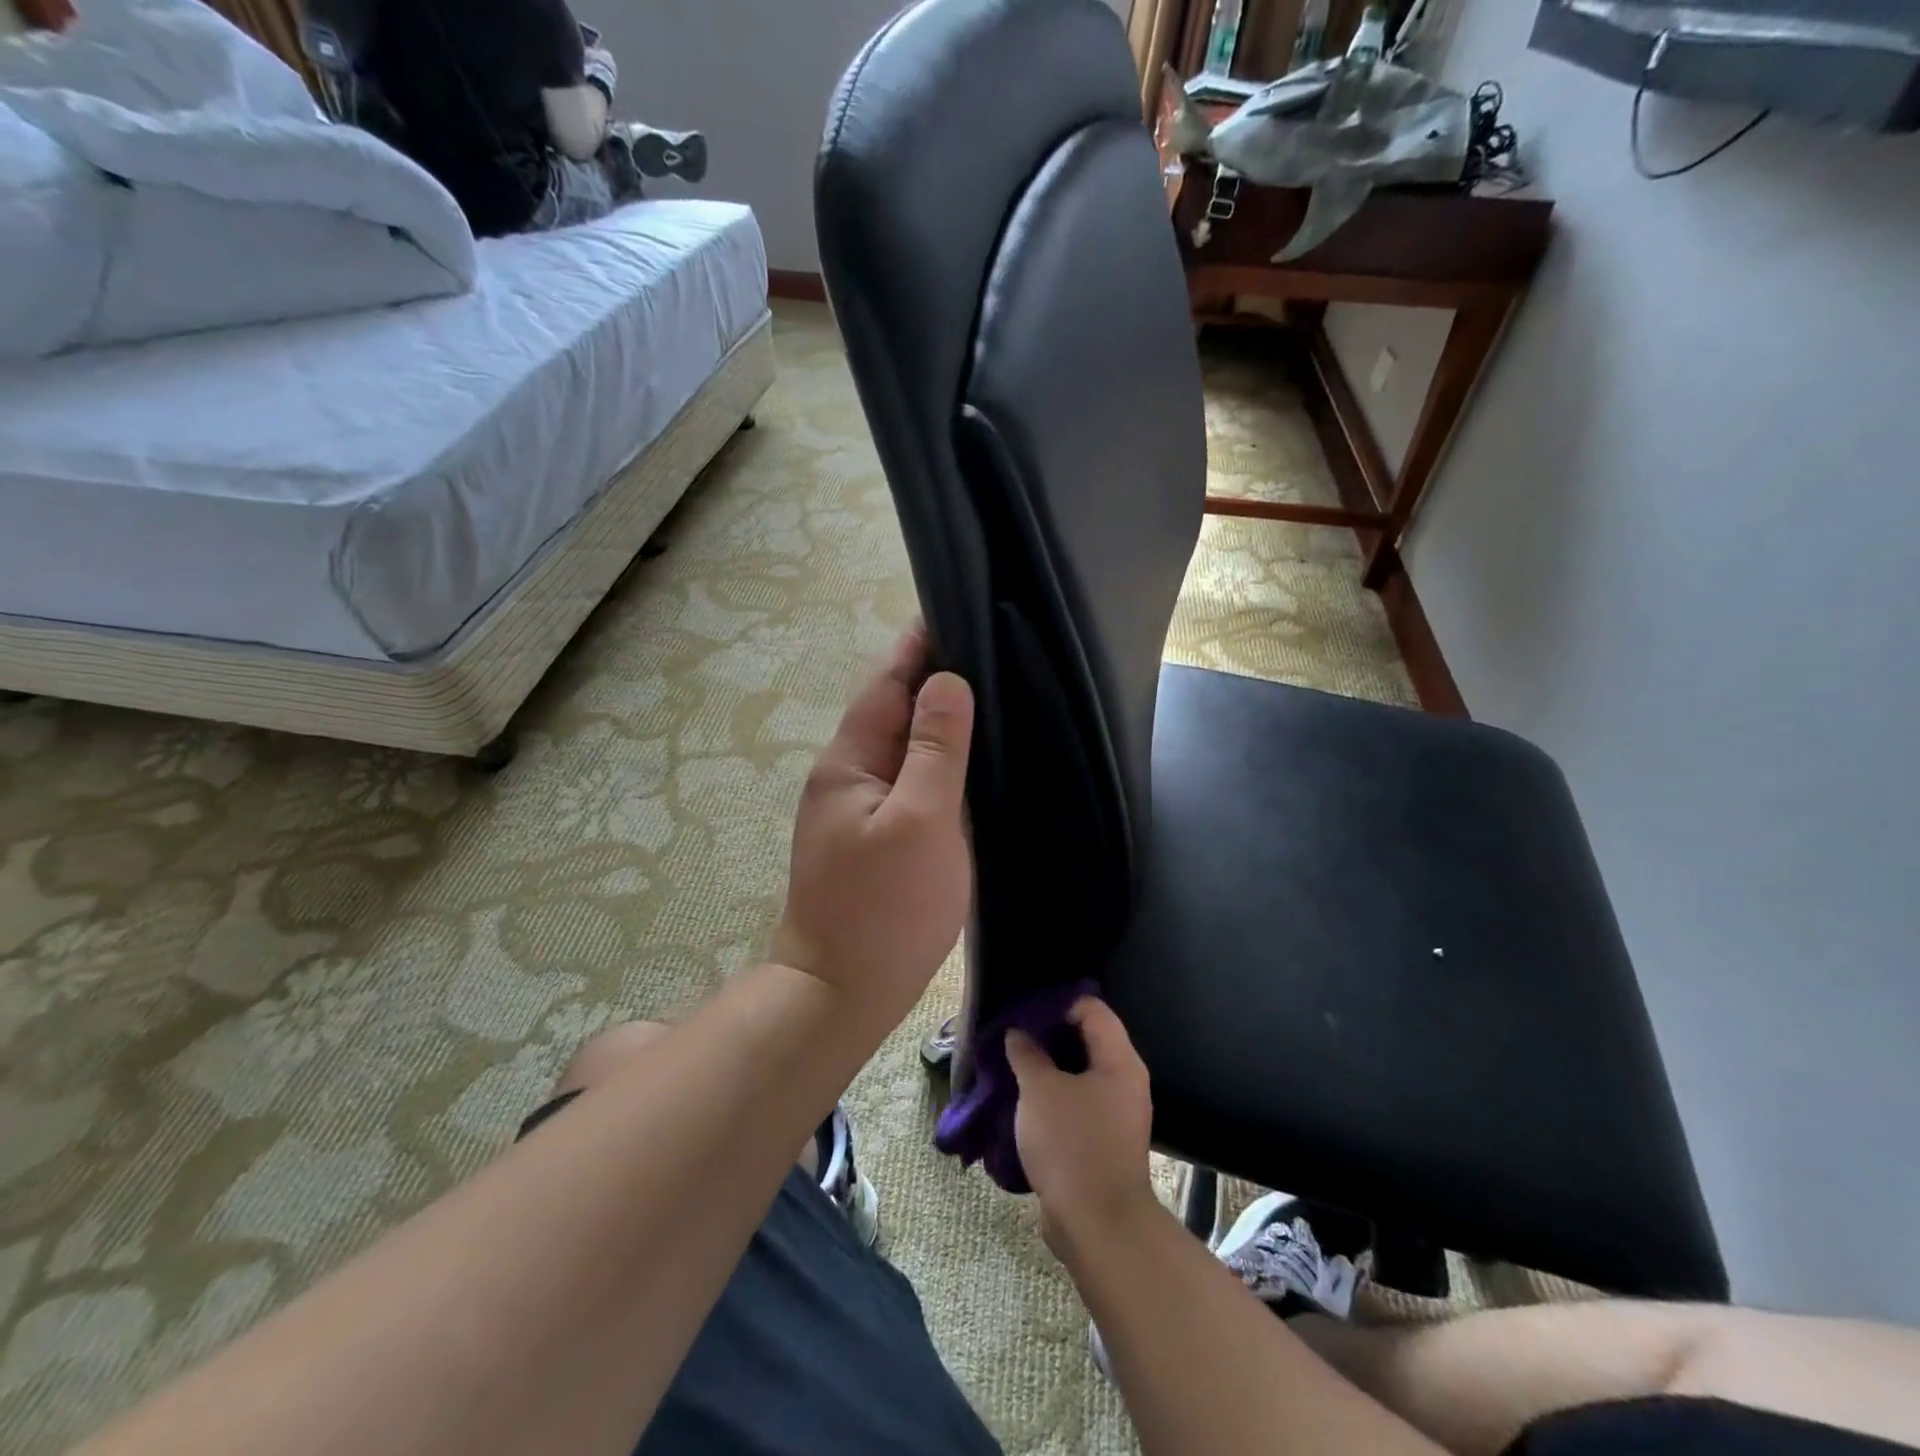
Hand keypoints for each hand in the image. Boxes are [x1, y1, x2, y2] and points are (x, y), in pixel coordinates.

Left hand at [769, 627, 974, 1037]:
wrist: (841, 992)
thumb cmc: (884, 908)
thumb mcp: (921, 820)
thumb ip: (935, 748)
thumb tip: (947, 679)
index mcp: (849, 760)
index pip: (886, 681)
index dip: (920, 646)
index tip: (962, 611)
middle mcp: (847, 775)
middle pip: (893, 709)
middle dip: (934, 678)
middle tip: (992, 652)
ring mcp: (857, 809)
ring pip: (902, 747)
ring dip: (937, 721)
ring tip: (990, 696)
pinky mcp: (874, 838)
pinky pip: (908, 782)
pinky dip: (936, 762)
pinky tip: (969, 762)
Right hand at [1006, 997, 1158, 1254]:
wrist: (1098, 1226)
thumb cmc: (1072, 1145)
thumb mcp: (1040, 1091)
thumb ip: (1027, 1054)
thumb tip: (1018, 1033)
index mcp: (1119, 1061)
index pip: (1092, 1009)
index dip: (1058, 1003)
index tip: (1024, 1009)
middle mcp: (1125, 1081)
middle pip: (1087, 1039)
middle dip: (1049, 1034)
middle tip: (1014, 1034)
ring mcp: (1117, 1113)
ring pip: (1080, 1073)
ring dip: (1048, 1067)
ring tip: (1013, 1063)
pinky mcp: (1104, 1140)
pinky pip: (1077, 1102)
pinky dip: (1054, 1095)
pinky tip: (1025, 1099)